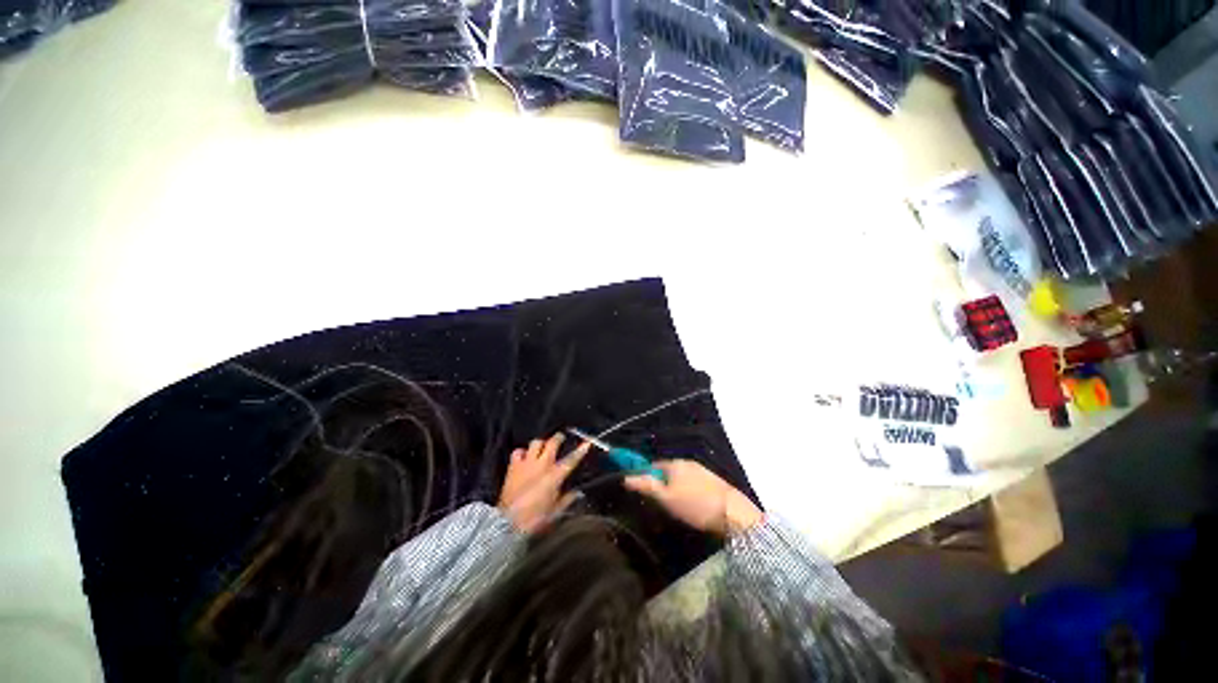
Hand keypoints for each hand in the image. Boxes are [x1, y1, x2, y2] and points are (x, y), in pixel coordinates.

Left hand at [498, 433, 588, 532]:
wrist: (507, 523)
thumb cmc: (534, 519)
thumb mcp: (555, 512)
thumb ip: (567, 499)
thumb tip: (577, 493)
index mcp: (554, 476)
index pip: (571, 459)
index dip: (580, 450)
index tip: (587, 443)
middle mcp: (541, 465)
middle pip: (552, 443)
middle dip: (558, 438)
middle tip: (561, 438)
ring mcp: (526, 464)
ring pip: (535, 443)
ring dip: (541, 443)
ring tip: (542, 447)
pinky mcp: (513, 467)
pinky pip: (518, 452)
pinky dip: (522, 452)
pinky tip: (524, 457)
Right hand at [623, 460, 762, 535]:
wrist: (732, 512)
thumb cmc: (695, 505)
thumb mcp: (666, 498)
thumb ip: (646, 486)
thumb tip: (626, 477)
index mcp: (674, 463)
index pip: (653, 465)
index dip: (647, 477)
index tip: (646, 493)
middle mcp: (686, 462)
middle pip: (667, 471)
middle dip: (662, 483)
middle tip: (661, 504)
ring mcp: (701, 470)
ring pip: (681, 477)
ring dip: (676, 487)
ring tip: (677, 507)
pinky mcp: (712, 479)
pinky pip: (693, 482)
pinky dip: (688, 490)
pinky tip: (693, 504)